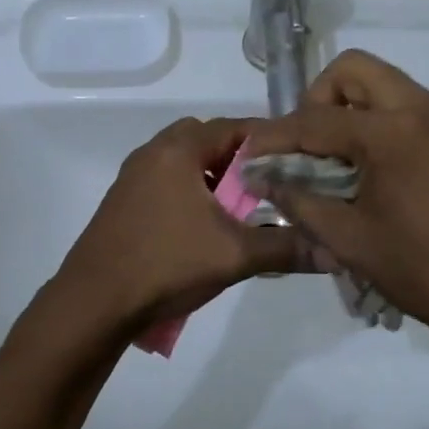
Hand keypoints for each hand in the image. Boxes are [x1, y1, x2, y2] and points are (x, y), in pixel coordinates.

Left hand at [52, 116, 307, 333]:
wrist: (94, 302)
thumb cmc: (165, 264)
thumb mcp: (234, 255)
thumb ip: (285, 247)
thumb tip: (334, 250)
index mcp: (178, 149)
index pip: (235, 127)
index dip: (271, 141)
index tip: (301, 160)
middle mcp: (153, 152)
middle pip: (209, 139)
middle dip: (242, 159)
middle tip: (271, 184)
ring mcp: (134, 176)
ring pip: (187, 162)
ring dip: (216, 178)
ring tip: (243, 207)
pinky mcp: (124, 201)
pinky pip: (168, 182)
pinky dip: (193, 192)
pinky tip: (207, 226)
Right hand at [243, 51, 428, 361]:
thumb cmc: (425, 274)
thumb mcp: (350, 241)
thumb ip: (299, 201)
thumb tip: (263, 179)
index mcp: (394, 134)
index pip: (317, 119)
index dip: (276, 135)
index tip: (252, 151)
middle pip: (357, 70)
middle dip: (321, 98)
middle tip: (312, 143)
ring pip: (396, 90)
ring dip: (363, 115)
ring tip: (355, 165)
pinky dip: (402, 133)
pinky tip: (404, 180)